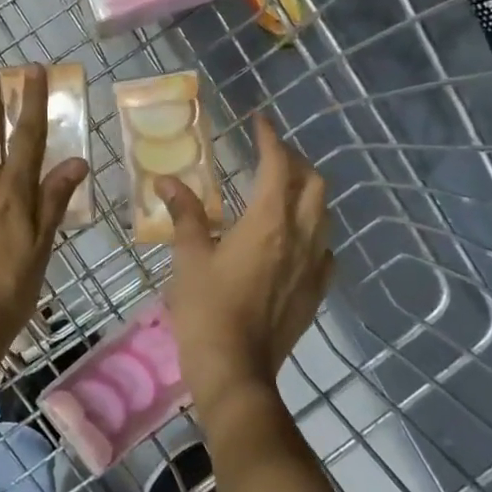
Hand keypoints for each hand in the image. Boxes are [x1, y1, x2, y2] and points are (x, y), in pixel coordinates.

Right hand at [157, 116, 331, 423]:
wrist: (236, 371)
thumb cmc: (207, 309)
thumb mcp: (189, 256)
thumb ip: (185, 214)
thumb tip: (167, 180)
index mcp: (269, 222)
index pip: (277, 165)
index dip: (270, 138)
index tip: (259, 121)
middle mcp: (301, 236)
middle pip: (313, 184)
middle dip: (294, 162)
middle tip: (269, 157)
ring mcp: (314, 266)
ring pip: (323, 215)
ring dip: (306, 194)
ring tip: (280, 192)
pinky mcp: (316, 291)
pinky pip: (325, 249)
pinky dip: (313, 232)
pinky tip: (293, 240)